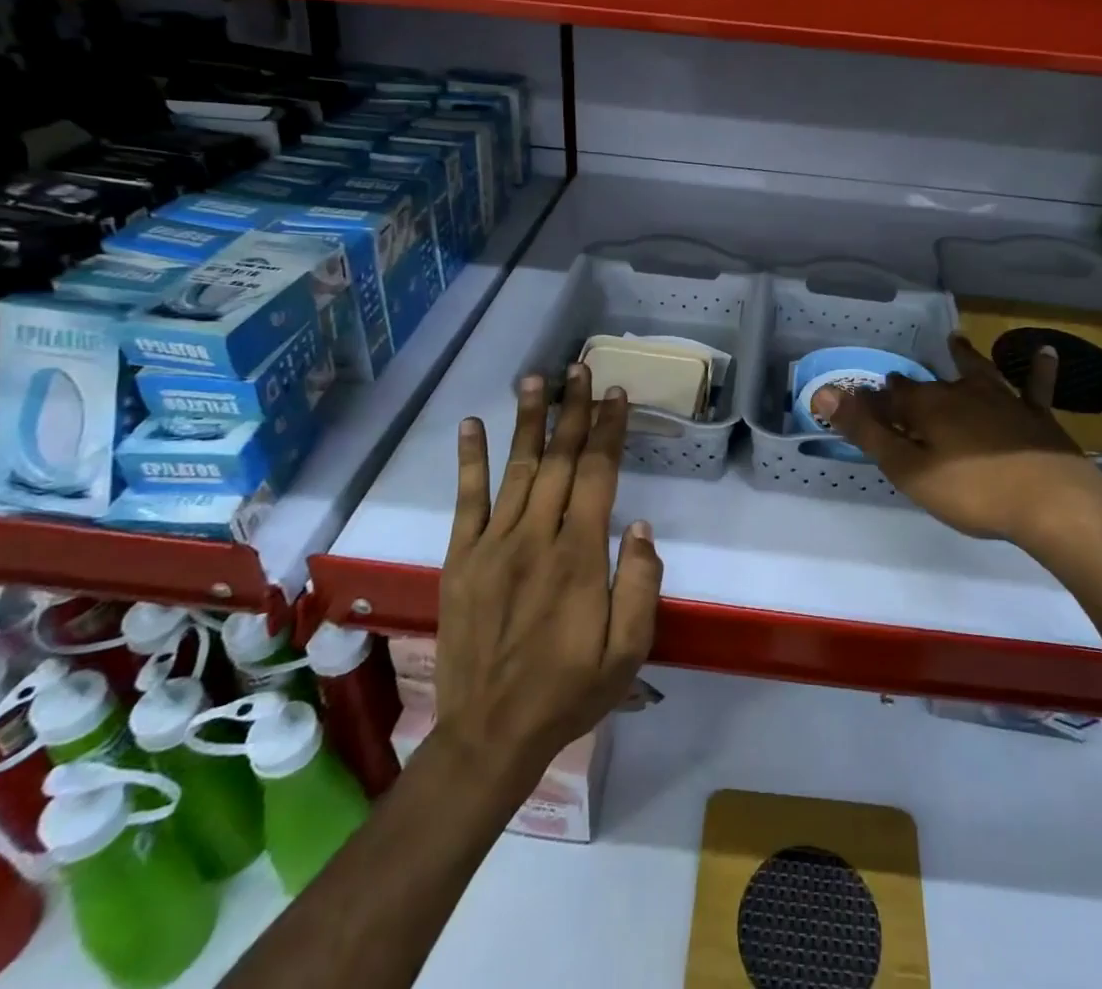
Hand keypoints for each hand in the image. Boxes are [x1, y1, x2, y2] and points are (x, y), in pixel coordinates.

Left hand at [431, 366, 662, 793]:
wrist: (490, 734)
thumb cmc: (569, 691)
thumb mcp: (628, 652)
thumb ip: (639, 585)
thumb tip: (638, 525)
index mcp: (579, 556)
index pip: (598, 475)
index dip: (608, 431)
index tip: (616, 395)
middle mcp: (537, 537)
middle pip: (560, 460)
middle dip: (573, 410)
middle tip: (579, 369)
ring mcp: (494, 544)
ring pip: (517, 468)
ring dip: (528, 420)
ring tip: (535, 379)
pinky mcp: (462, 558)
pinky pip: (467, 500)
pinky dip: (469, 460)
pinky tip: (472, 425)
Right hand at [814, 334, 1101, 547]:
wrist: (1052, 502)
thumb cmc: (972, 490)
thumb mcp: (908, 468)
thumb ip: (867, 431)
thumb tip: (822, 393)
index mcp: (928, 407)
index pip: (889, 398)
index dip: (870, 401)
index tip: (855, 400)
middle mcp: (962, 393)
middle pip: (928, 386)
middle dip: (909, 385)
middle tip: (897, 382)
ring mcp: (1003, 400)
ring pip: (977, 373)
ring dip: (964, 358)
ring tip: (955, 341)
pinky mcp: (1036, 416)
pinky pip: (1034, 386)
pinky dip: (1037, 369)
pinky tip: (1044, 351)